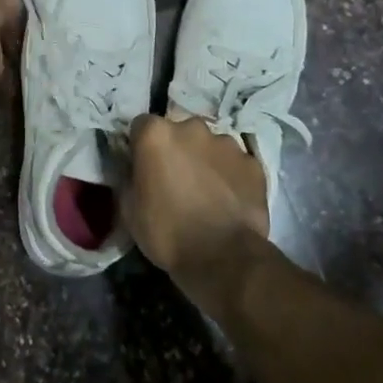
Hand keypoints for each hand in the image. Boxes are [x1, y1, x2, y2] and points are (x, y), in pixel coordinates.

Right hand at [124, 115, 269, 318]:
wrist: (221, 256)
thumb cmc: (166, 232)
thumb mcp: (129, 208)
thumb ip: (130, 177)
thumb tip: (136, 170)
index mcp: (156, 135)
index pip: (142, 126)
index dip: (141, 146)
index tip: (144, 167)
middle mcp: (192, 128)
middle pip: (179, 131)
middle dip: (176, 149)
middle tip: (176, 180)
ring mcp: (226, 143)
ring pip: (210, 145)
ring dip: (204, 161)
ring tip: (206, 192)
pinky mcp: (253, 162)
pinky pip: (235, 163)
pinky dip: (231, 175)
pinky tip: (229, 200)